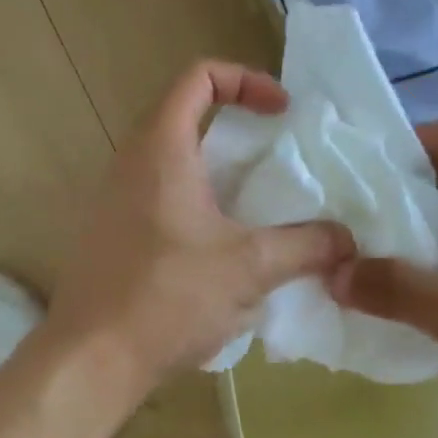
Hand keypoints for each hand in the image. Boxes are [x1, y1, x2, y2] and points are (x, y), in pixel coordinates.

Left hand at [44, 61, 353, 410]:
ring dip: (217, 174)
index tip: (281, 113)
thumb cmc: (169, 297)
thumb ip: (306, 245)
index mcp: (161, 149)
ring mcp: (113, 200)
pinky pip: (158, 199)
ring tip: (257, 210)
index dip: (246, 80)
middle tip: (276, 162)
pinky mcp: (109, 235)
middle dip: (237, 131)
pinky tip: (221, 252)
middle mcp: (129, 163)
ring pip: (171, 163)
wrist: (91, 359)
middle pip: (184, 117)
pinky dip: (195, 205)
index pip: (198, 78)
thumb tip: (346, 240)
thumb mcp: (250, 267)